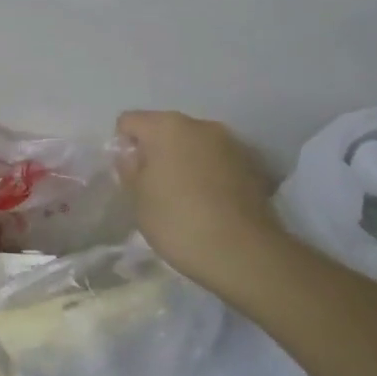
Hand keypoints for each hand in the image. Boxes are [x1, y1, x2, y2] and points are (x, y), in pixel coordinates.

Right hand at [115, 111, 287, 289]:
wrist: (244, 253)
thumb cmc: (178, 220)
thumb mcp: (137, 198)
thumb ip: (129, 169)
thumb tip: (132, 155)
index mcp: (167, 126)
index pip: (129, 122)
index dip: (122, 146)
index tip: (129, 175)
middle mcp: (201, 125)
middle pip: (166, 129)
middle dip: (156, 152)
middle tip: (154, 188)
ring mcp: (232, 143)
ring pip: (195, 145)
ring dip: (186, 162)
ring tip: (185, 197)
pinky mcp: (254, 166)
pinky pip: (219, 162)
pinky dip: (210, 174)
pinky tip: (211, 204)